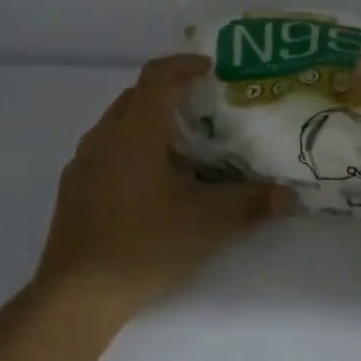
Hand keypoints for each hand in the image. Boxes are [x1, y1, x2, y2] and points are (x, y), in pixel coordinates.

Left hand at [37, 54, 291, 313]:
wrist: (76, 295)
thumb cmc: (144, 244)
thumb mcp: (207, 223)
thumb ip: (250, 203)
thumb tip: (288, 195)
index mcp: (136, 130)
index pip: (157, 75)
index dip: (184, 65)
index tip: (211, 70)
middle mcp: (104, 135)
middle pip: (136, 96)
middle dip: (168, 94)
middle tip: (203, 111)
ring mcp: (82, 162)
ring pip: (118, 124)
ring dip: (148, 123)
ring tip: (180, 149)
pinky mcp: (73, 188)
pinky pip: (105, 150)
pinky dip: (129, 149)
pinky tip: (149, 185)